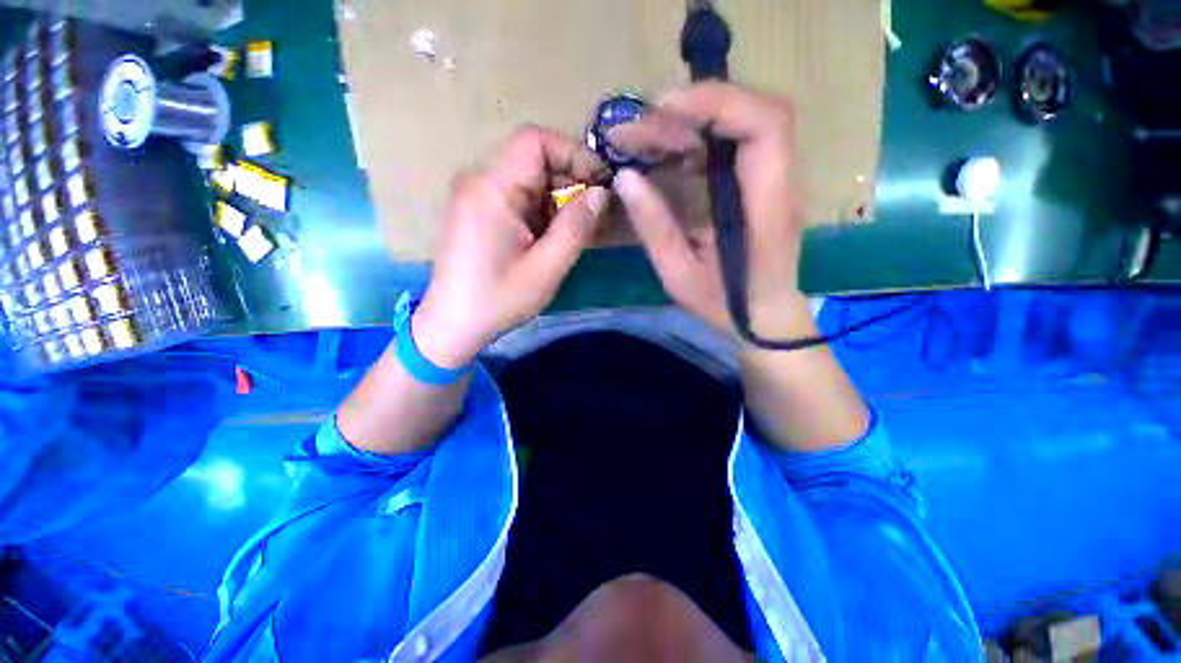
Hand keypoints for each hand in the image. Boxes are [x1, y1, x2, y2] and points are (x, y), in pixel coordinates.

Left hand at [414, 126, 609, 367]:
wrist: (453, 325)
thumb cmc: (498, 300)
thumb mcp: (546, 269)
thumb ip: (576, 228)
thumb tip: (602, 194)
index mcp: (491, 190)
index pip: (535, 141)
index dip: (574, 154)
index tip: (600, 185)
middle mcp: (479, 182)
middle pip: (532, 159)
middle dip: (569, 181)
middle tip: (594, 213)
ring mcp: (476, 197)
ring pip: (527, 180)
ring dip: (557, 200)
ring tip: (575, 231)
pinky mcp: (477, 212)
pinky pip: (516, 198)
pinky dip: (541, 212)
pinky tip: (551, 238)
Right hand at [610, 82, 812, 341]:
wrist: (765, 314)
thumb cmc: (725, 304)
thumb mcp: (679, 276)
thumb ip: (655, 228)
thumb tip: (626, 178)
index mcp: (767, 210)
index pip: (764, 126)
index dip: (718, 103)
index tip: (663, 109)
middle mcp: (780, 184)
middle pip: (756, 111)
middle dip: (695, 107)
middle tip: (641, 127)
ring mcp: (775, 179)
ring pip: (744, 120)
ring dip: (692, 119)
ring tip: (644, 137)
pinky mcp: (761, 182)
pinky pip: (734, 142)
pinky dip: (698, 137)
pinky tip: (666, 152)